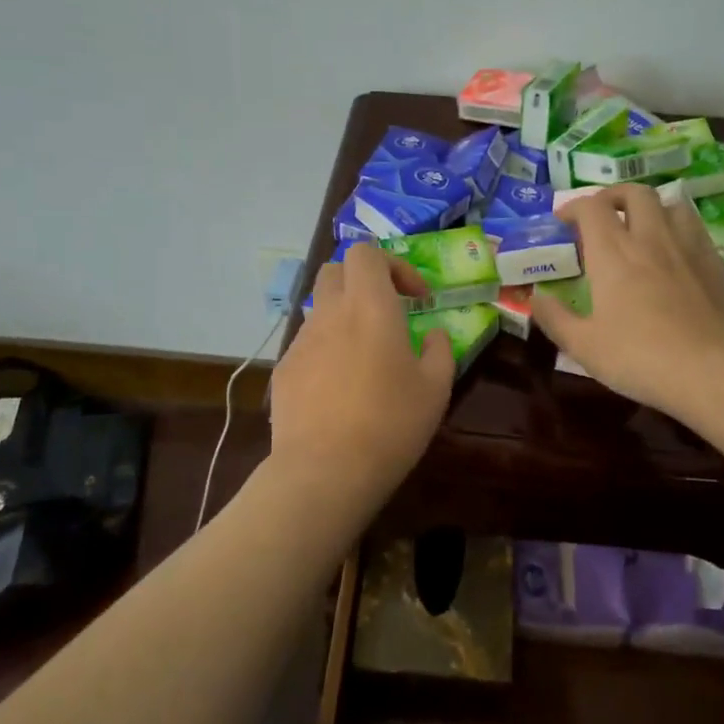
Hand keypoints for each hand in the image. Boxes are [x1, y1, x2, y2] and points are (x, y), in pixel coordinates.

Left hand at [270, 243, 454, 497]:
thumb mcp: (436, 388)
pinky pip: (307, 344)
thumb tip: (434, 334)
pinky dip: (326, 350)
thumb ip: (440, 350)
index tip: (416, 298)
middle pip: (335, 270)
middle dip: (362, 281)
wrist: (324, 471)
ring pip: (320, 308)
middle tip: (387, 313)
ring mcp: (301, 341)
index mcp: (370, 307)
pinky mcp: (284, 370)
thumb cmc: (390, 424)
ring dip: (344, 317)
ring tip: (365, 357)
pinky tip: (339, 389)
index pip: (366, 252)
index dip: (393, 265)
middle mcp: (330, 313)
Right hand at [531, 184, 723, 414]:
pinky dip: (677, 227)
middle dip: (613, 197)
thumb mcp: (584, 346)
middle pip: (633, 193)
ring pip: (669, 203)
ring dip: (649, 207)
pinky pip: (694, 227)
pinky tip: (674, 251)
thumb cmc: (641, 357)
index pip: (591, 207)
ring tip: (640, 227)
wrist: (715, 370)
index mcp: (612, 252)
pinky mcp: (715, 262)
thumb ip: (555, 319)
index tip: (563, 222)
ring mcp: (687, 246)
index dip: (573, 207)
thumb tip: (535, 298)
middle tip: (602, 216)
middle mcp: (649, 237)